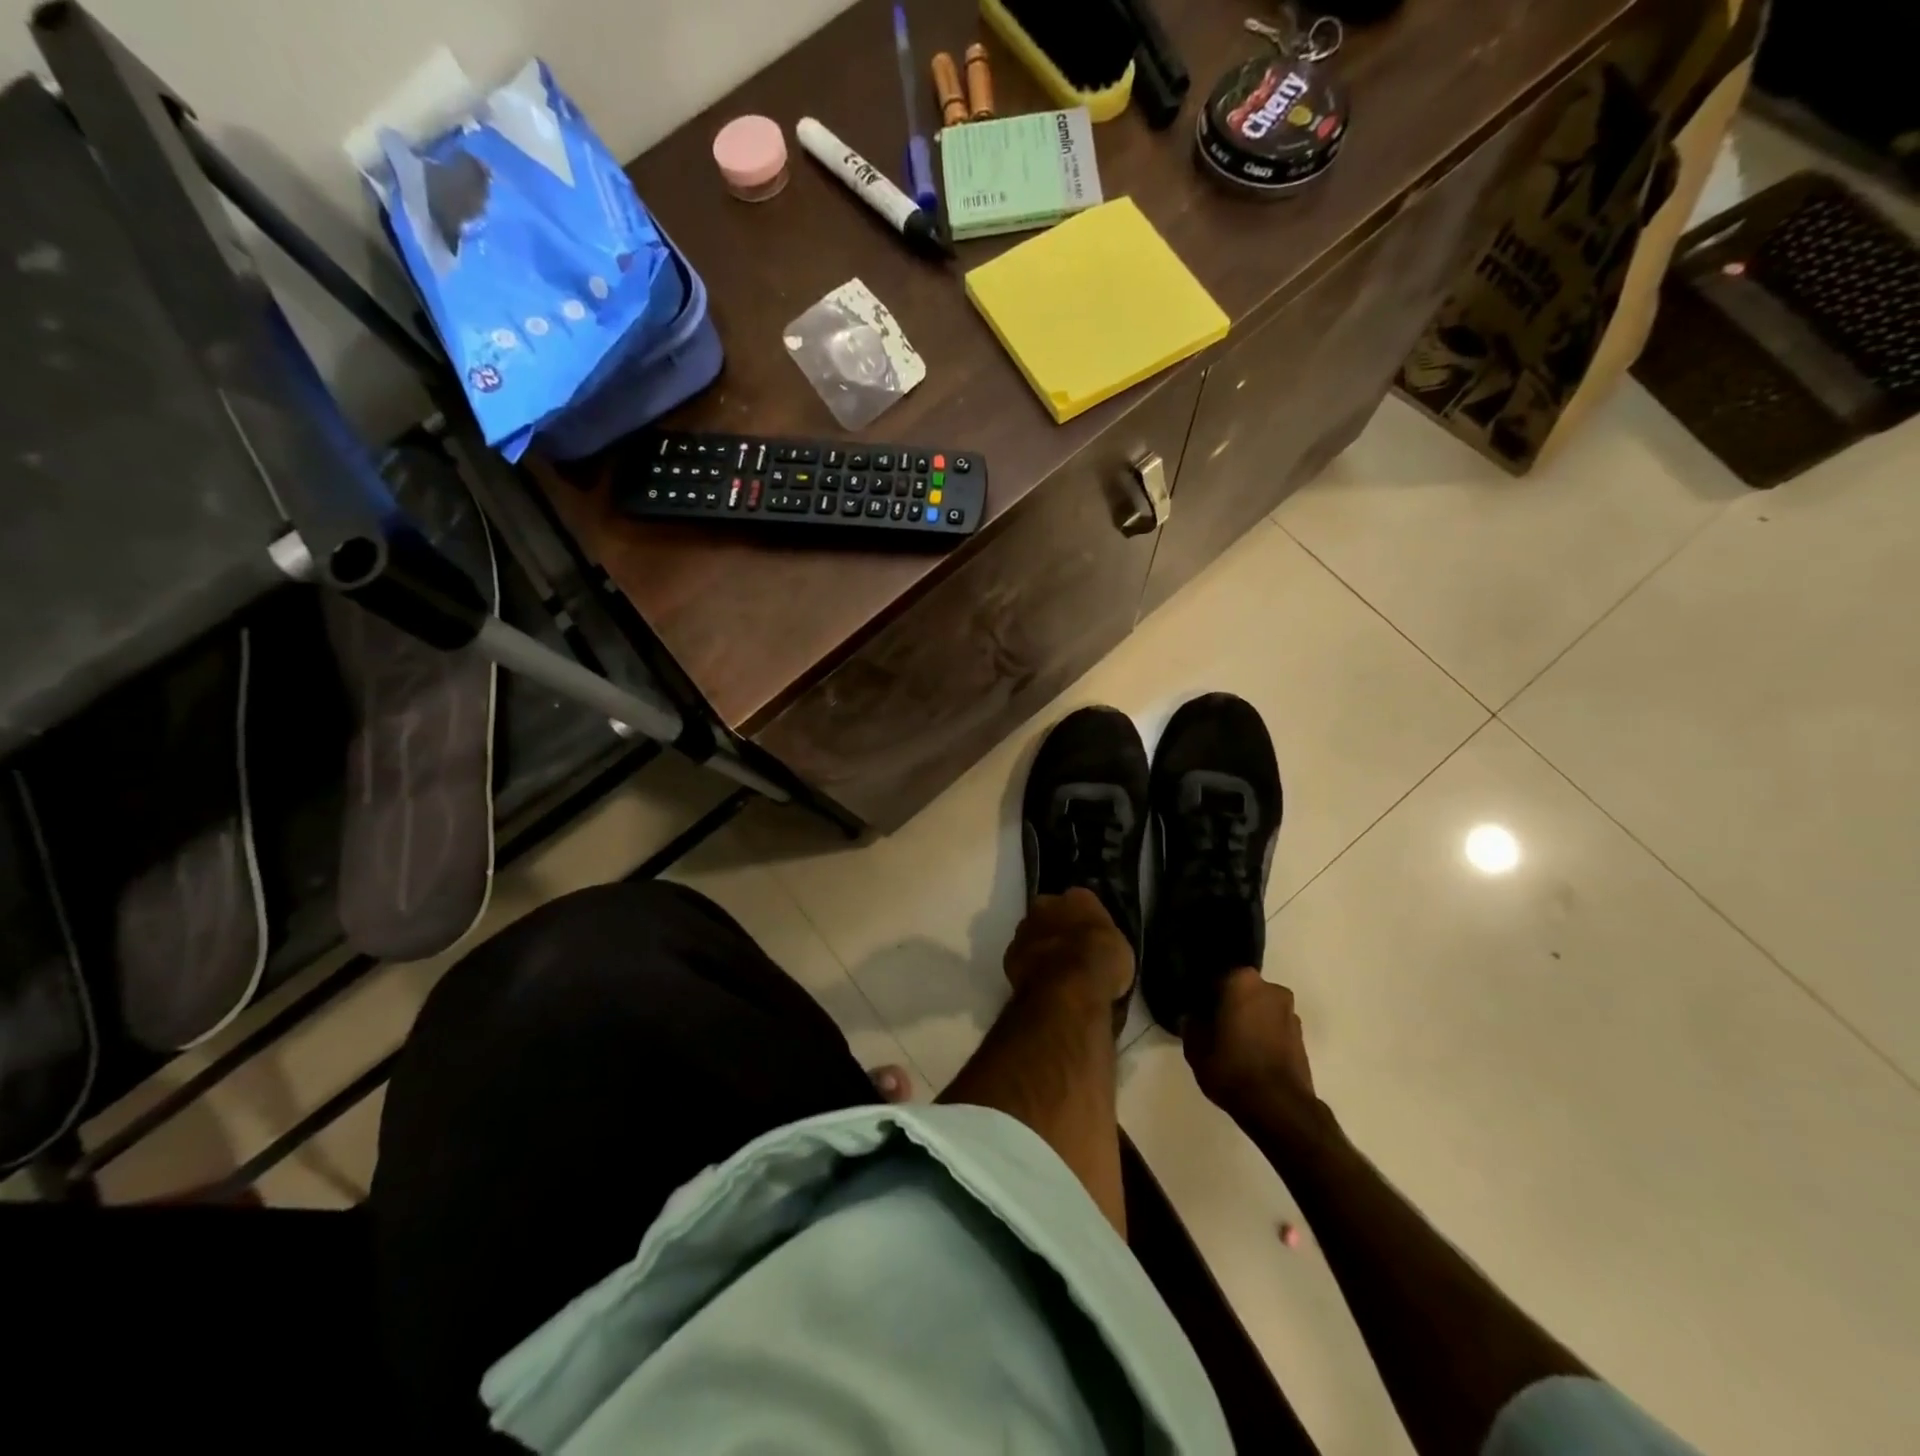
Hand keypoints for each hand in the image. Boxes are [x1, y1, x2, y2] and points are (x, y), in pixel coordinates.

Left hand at [1004, 888, 1133, 1005]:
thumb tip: (1098, 947)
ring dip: (1041, 947)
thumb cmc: (1101, 963)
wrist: (1067, 988)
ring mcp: (1025, 928)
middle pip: (1051, 913)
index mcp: (1079, 897)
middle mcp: (1046, 904)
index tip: (1090, 938)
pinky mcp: (1010, 954)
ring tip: (1055, 973)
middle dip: (1058, 928)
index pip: (1081, 902)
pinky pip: (1022, 957)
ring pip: (1033, 934)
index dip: (1085, 921)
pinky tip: (1042, 984)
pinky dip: (1030, 967)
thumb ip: (1103, 940)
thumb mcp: (1120, 950)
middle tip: (1071, 952)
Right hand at [1184, 969, 1315, 1112]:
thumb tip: (1194, 1017)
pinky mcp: (1301, 1036)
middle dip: (1228, 1004)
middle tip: (1213, 1027)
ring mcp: (1289, 1012)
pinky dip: (1263, 1035)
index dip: (1203, 995)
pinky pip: (1273, 1027)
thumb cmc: (1232, 1068)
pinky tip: (1250, 1056)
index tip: (1195, 1012)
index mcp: (1241, 981)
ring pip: (1259, 1009)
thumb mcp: (1195, 1047)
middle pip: (1240, 991)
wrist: (1280, 1108)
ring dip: (1248, 1020)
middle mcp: (1270, 988)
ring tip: (1233, 1045)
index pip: (1214, 979)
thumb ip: (1191, 1024)